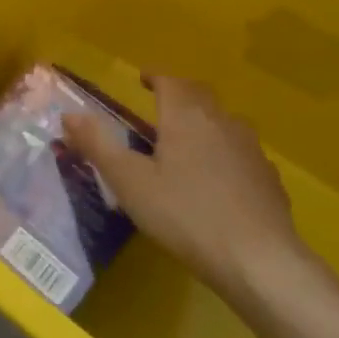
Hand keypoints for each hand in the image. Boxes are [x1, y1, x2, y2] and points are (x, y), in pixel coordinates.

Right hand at [62, 76, 309, 309]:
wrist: (259, 261)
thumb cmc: (185, 214)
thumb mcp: (129, 181)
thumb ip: (98, 145)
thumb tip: (69, 115)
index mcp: (185, 116)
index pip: (170, 81)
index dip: (155, 76)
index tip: (142, 78)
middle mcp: (221, 122)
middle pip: (200, 95)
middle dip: (180, 94)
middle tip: (161, 104)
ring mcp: (251, 150)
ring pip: (225, 122)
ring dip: (205, 122)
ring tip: (188, 140)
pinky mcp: (269, 179)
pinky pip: (242, 154)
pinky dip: (226, 153)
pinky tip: (220, 179)